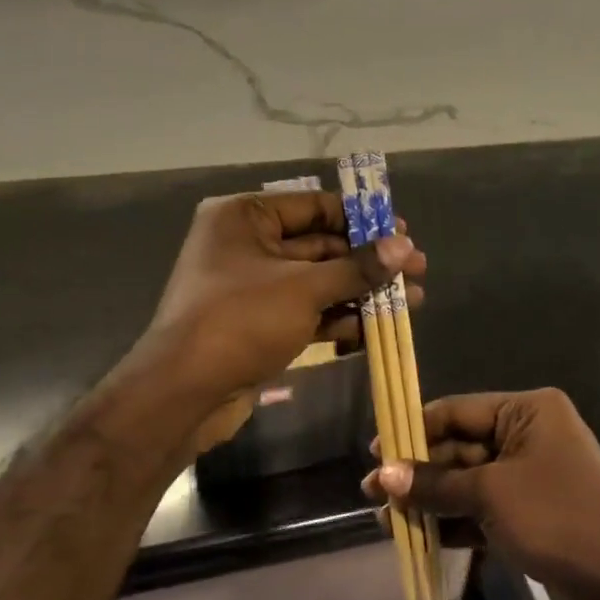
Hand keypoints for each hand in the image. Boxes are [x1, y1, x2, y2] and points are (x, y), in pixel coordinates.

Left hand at [143, 190, 425, 408]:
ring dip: (362, 292)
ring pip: (318, 282)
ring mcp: (253, 287)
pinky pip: (307, 311)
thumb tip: (405, 247)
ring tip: (412, 301)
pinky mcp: (260, 323)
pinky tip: (379, 328)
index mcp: (245, 217)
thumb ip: (357, 267)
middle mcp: (247, 245)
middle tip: (417, 269)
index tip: (403, 232)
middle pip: (321, 245)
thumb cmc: (240, 321)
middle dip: (369, 261)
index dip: (362, 218)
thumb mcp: (304, 288)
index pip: (314, 206)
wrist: (183, 394)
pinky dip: (339, 318)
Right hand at [364, 389, 599, 599]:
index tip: (376, 451)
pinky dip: (454, 521)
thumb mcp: (490, 494)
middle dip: (419, 472)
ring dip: (431, 500)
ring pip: (468, 481)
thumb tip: (384, 475)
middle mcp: (530, 435)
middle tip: (374, 491)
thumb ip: (435, 483)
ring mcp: (531, 476)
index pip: (458, 411)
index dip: (414, 430)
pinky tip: (417, 537)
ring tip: (385, 519)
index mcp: (528, 411)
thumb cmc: (557, 519)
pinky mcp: (531, 513)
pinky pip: (482, 508)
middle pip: (460, 448)